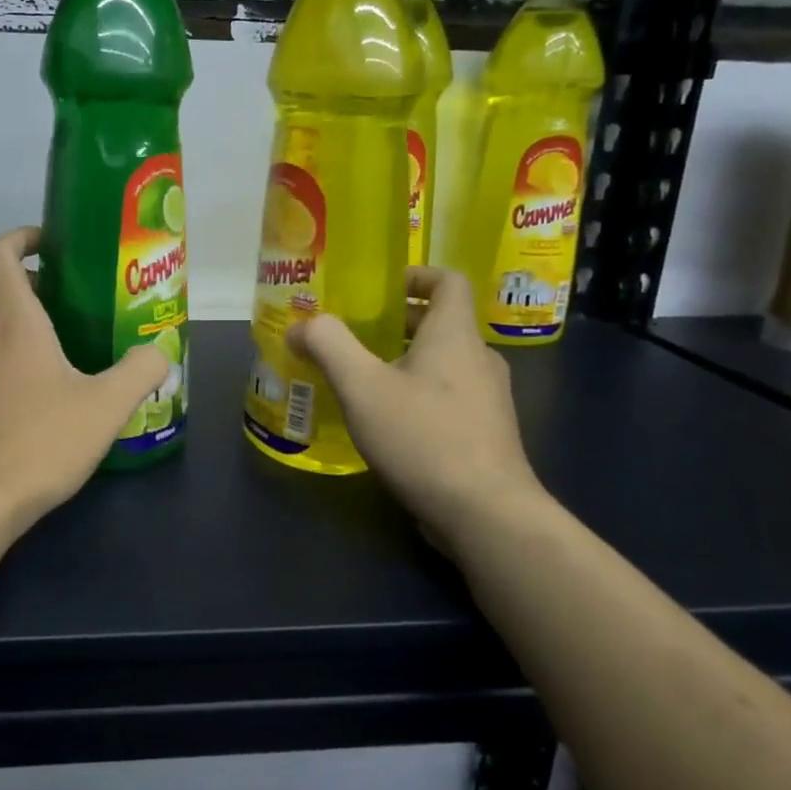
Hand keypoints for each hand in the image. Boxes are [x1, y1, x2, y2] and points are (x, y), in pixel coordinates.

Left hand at [0, 226, 168, 539]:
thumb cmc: (39, 444)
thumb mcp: (105, 408)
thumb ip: (140, 371)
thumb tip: (160, 351)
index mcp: (11, 320)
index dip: (21, 237)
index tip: (50, 245)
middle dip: (24, 281)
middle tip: (66, 301)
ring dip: (9, 322)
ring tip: (51, 352)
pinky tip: (23, 398)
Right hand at [289, 267, 544, 542]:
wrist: (486, 514)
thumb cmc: (423, 437)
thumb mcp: (362, 386)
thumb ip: (329, 345)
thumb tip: (302, 326)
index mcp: (454, 335)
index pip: (447, 281)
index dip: (415, 275)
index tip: (378, 289)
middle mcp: (479, 359)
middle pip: (440, 323)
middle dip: (396, 323)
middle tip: (352, 336)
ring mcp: (488, 399)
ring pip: (443, 363)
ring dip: (404, 361)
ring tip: (361, 380)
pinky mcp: (485, 434)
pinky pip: (448, 396)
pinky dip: (417, 394)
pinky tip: (386, 423)